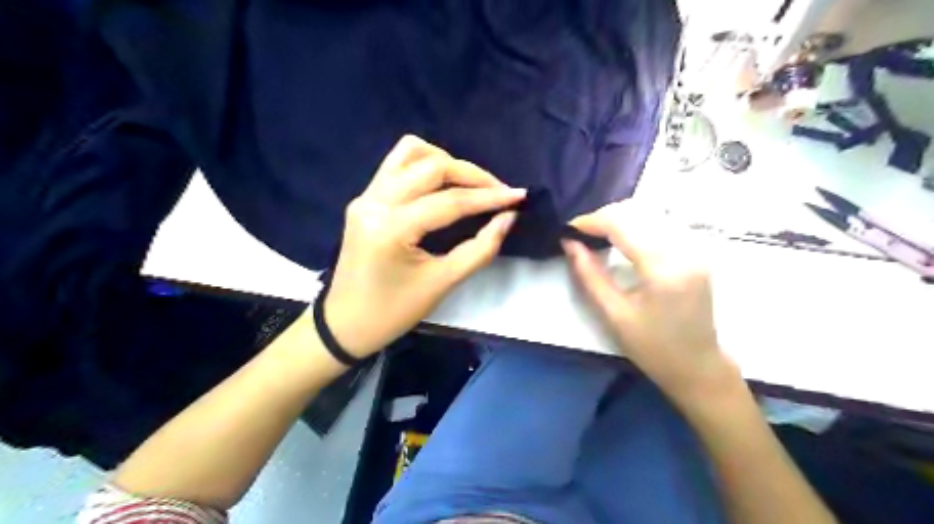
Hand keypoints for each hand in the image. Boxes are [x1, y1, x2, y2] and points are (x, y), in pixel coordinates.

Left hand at [321, 135, 523, 359]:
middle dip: (472, 174)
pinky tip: (442, 186)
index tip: (519, 196)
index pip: (449, 201)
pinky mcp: (364, 198)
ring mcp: (365, 196)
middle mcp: (374, 202)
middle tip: (499, 192)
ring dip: (446, 161)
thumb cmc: (393, 312)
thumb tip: (508, 217)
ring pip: (410, 153)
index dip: (489, 197)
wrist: (345, 324)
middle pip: (431, 166)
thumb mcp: (442, 283)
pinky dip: (425, 166)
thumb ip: (480, 249)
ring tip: (470, 185)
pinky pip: (397, 165)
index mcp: (391, 228)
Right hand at [561, 203, 736, 403]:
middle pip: (637, 212)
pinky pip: (662, 223)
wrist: (698, 366)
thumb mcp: (613, 314)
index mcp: (663, 268)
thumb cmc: (652, 347)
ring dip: (620, 218)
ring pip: (651, 213)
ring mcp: (695, 248)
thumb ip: (589, 274)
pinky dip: (637, 223)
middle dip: (604, 217)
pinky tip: (623, 237)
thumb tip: (568, 243)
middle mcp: (684, 249)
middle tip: (580, 233)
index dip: (592, 221)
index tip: (568, 228)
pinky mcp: (697, 251)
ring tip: (597, 234)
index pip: (623, 224)